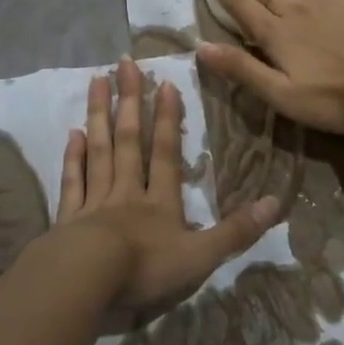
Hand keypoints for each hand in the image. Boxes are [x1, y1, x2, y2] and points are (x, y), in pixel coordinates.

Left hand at [55, 56, 278, 316]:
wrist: (86, 282)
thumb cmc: (145, 269)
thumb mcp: (200, 256)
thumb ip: (235, 231)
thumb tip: (275, 202)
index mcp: (159, 202)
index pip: (165, 153)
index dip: (167, 118)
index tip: (165, 82)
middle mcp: (126, 193)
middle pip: (129, 141)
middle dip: (128, 101)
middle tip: (124, 63)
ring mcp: (94, 203)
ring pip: (99, 151)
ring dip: (99, 115)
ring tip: (96, 80)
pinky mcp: (68, 220)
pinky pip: (72, 182)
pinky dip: (72, 158)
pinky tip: (72, 134)